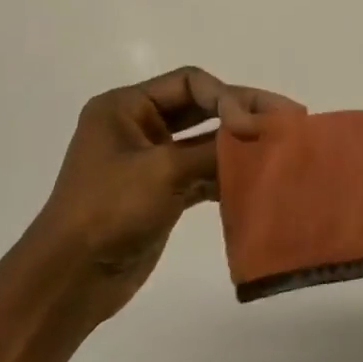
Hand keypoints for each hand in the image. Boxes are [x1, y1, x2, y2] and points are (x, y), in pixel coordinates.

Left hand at [26, 67, 300, 324]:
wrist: (71, 278)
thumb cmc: (109, 210)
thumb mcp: (163, 171)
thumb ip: (215, 149)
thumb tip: (263, 134)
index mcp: (126, 107)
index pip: (190, 82)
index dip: (227, 98)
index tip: (255, 126)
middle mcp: (138, 126)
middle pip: (202, 107)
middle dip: (243, 113)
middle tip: (291, 118)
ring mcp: (150, 161)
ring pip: (205, 142)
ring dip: (240, 146)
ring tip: (281, 150)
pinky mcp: (162, 193)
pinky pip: (203, 173)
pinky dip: (229, 176)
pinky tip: (258, 181)